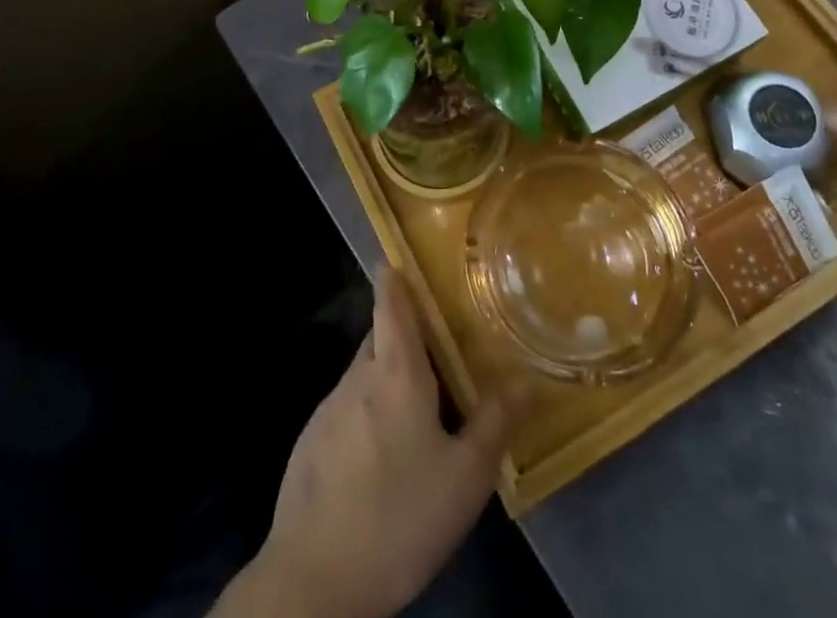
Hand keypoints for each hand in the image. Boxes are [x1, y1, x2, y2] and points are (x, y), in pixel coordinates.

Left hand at [218, 265, 515, 617]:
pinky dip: (367, 416)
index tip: (398, 255)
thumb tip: (525, 378)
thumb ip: (495, 422)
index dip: (393, 275)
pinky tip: (384, 459)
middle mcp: (357, 378)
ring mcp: (327, 410)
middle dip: (405, 336)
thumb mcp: (465, 478)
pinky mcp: (310, 444)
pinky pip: (347, 411)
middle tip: (438, 351)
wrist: (314, 582)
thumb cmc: (399, 517)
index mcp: (395, 372)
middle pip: (380, 338)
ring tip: (419, 413)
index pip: (390, 303)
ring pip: (364, 377)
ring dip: (388, 381)